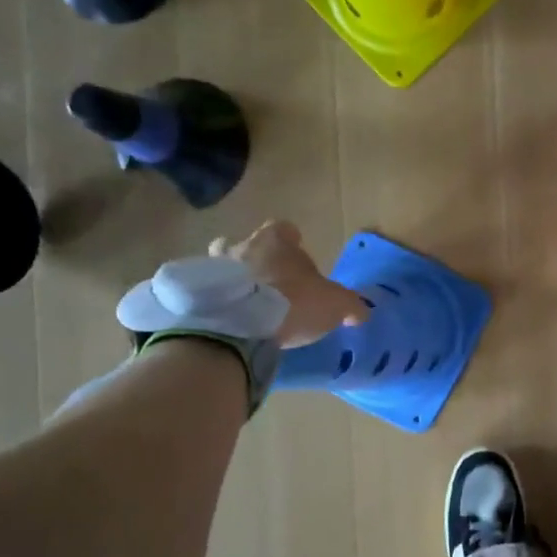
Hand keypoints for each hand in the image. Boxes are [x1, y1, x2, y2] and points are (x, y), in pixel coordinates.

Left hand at [210, 221, 367, 346]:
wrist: (238, 327)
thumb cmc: (292, 303)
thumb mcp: (334, 305)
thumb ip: (349, 305)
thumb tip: (360, 312)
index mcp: (276, 241)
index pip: (284, 229)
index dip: (292, 241)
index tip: (298, 256)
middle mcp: (242, 246)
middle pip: (247, 244)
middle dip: (256, 259)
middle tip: (268, 283)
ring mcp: (214, 268)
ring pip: (222, 266)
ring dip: (232, 280)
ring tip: (243, 304)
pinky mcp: (196, 294)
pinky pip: (207, 293)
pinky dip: (215, 302)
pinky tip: (226, 321)